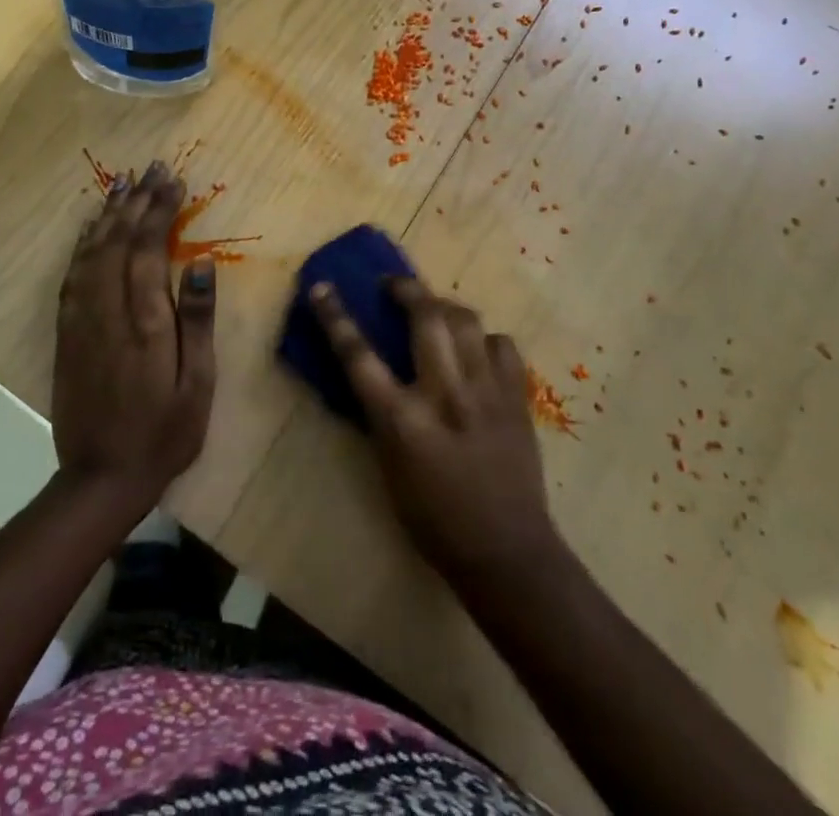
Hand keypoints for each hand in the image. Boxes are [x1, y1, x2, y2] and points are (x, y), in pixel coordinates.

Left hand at [52, 162, 216, 515]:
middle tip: (151, 168)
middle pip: (118, 241)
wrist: (100, 477)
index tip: (173, 180)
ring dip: (108, 215)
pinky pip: (72, 277)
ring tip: (123, 186)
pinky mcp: (66, 334)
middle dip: (136, 201)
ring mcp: (82, 321)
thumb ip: (198, 322)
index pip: (150, 248)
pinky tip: (90, 231)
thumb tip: (203, 264)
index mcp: (145, 321)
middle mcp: (108, 311)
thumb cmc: (164, 433)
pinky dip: (82, 245)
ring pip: (91, 253)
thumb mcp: (197, 384)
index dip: (160, 209)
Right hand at [312, 276, 557, 584]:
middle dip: (406, 289)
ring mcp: (487, 391)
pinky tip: (477, 350)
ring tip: (435, 311)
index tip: (321, 288)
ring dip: (444, 307)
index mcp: (403, 420)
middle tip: (393, 286)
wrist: (507, 553)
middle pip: (425, 316)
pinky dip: (485, 339)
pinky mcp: (517, 397)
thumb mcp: (388, 468)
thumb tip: (369, 373)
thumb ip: (380, 414)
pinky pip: (502, 344)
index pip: (359, 355)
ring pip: (466, 320)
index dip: (335, 317)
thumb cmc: (433, 520)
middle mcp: (445, 394)